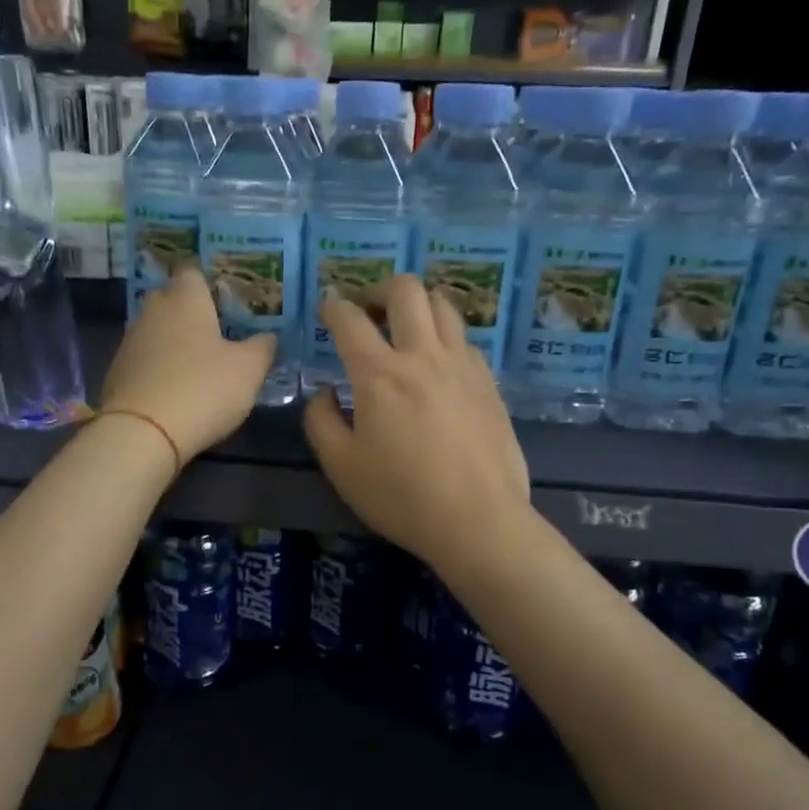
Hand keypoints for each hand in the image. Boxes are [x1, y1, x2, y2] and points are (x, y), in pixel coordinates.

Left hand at [101, 265, 275, 463]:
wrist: (143, 433)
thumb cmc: (203, 388)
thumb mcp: (249, 369)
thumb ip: (263, 347)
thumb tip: (268, 337)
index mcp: (185, 298)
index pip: (194, 272)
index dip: (212, 284)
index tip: (230, 302)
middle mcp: (153, 310)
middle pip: (173, 300)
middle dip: (193, 313)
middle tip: (220, 333)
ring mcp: (130, 341)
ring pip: (158, 331)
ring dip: (176, 343)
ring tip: (201, 365)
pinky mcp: (117, 373)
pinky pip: (146, 360)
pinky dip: (161, 369)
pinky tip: (177, 389)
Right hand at [303, 274, 529, 570]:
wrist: (478, 520)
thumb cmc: (401, 497)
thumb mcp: (341, 466)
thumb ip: (321, 420)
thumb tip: (324, 392)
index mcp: (379, 374)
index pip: (349, 319)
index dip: (332, 307)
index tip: (327, 311)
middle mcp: (422, 355)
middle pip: (406, 290)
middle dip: (379, 289)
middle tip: (368, 311)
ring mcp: (462, 364)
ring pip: (443, 305)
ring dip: (418, 305)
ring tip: (405, 329)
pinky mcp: (488, 381)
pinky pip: (464, 338)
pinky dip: (444, 335)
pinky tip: (437, 363)